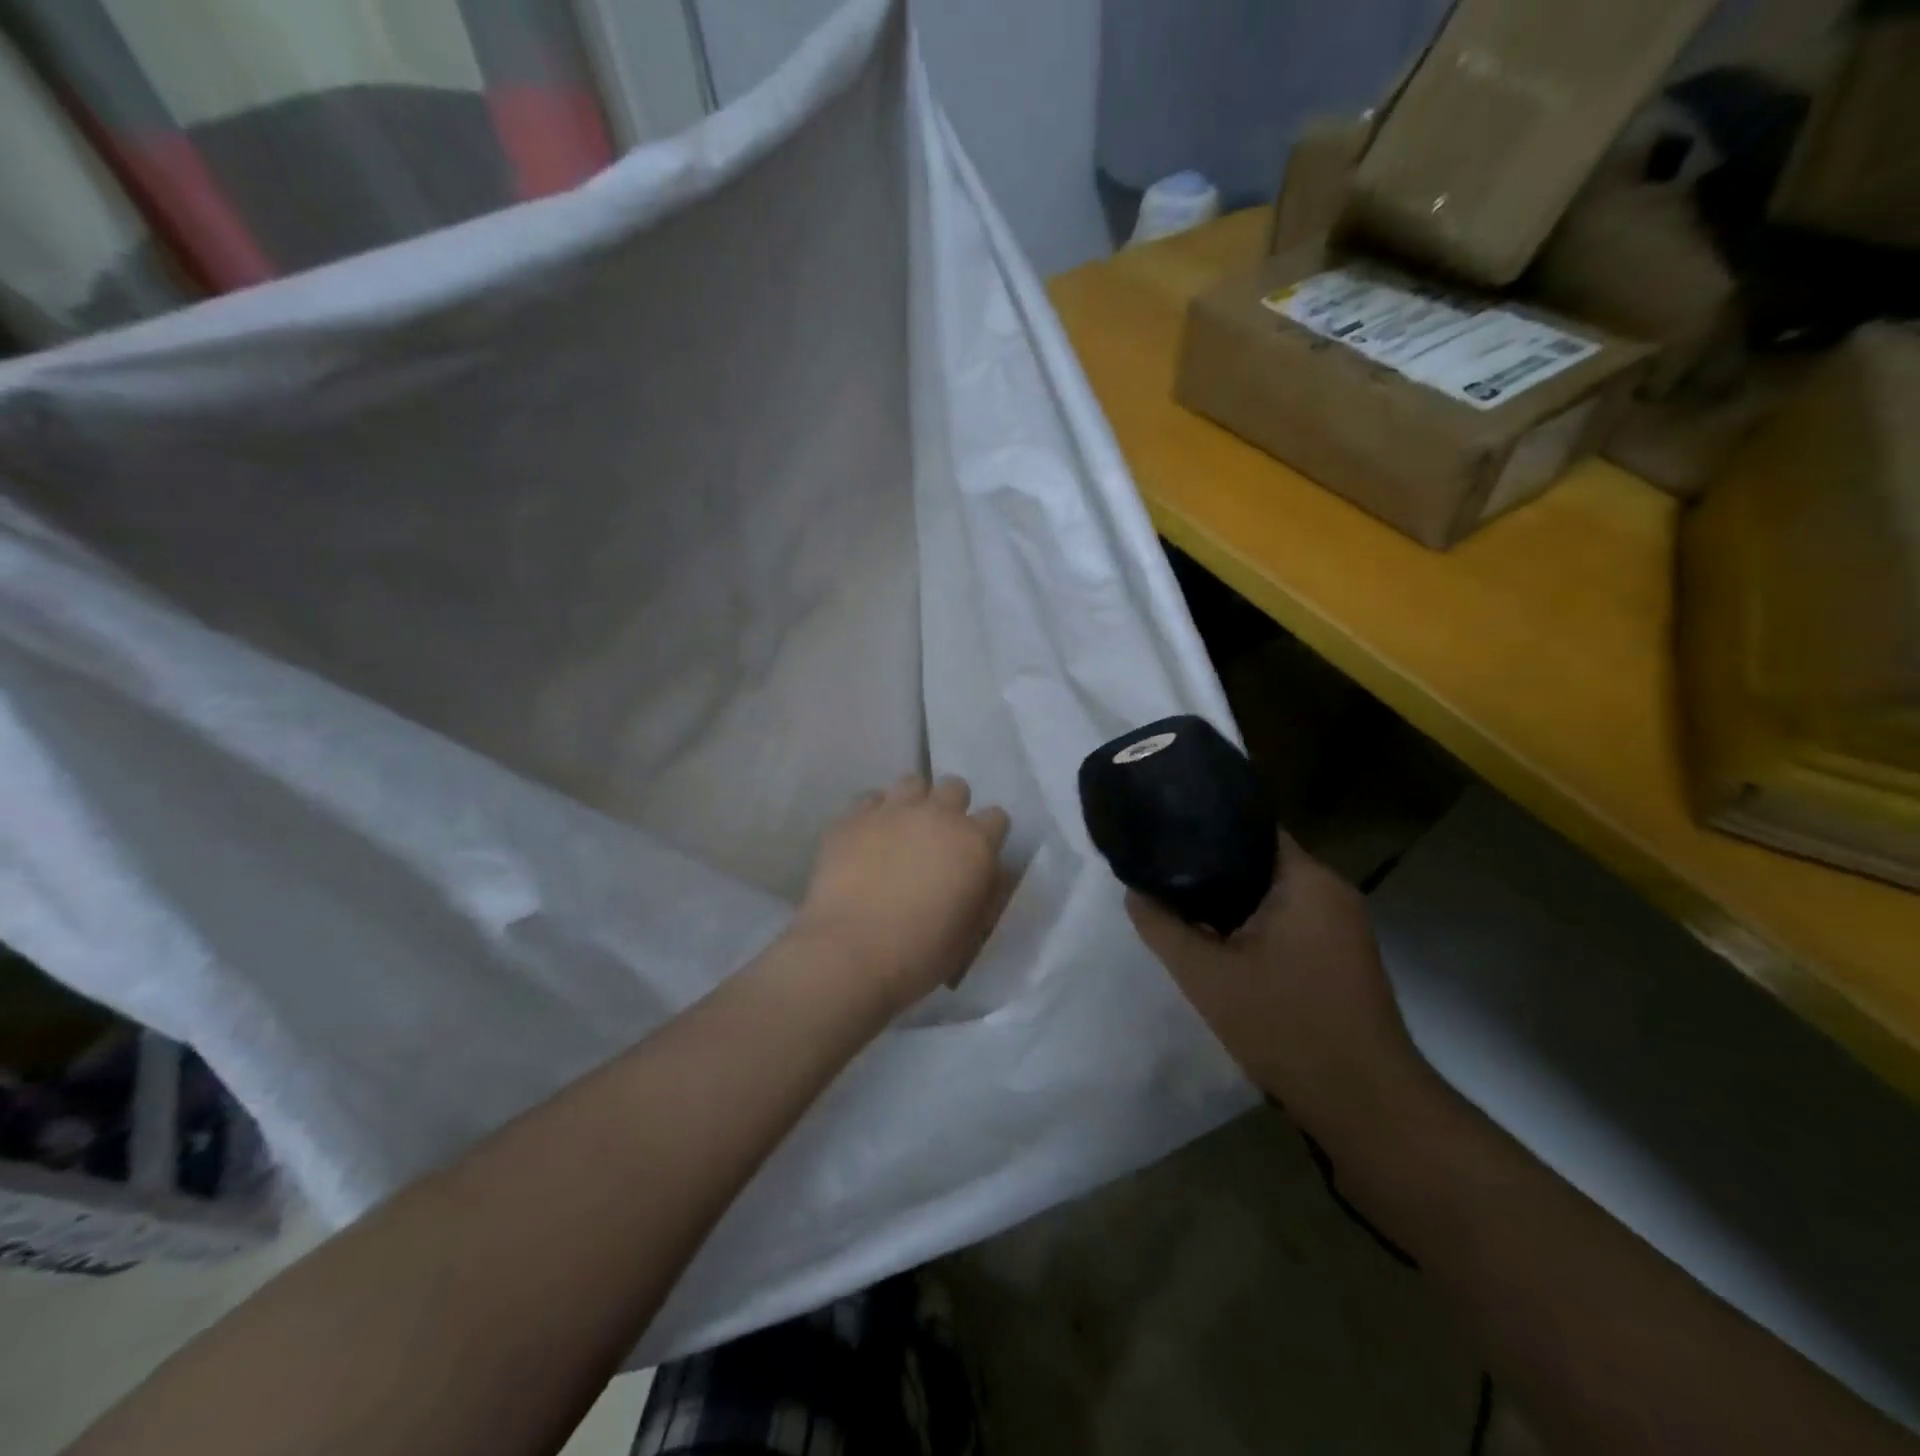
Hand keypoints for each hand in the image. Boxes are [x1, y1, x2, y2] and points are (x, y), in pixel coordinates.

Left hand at [795, 773, 1012, 1012]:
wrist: (849, 952)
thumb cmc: (920, 953)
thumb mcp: (970, 932)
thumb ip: (983, 893)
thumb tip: (986, 874)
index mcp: (974, 843)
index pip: (996, 817)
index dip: (988, 835)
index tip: (976, 855)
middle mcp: (937, 815)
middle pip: (955, 787)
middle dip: (951, 808)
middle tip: (937, 840)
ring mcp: (892, 810)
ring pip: (912, 782)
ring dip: (913, 802)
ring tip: (901, 831)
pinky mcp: (852, 817)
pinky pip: (869, 799)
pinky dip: (873, 814)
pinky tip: (866, 838)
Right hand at [1127, 835, 1432, 1156]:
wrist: (1364, 1105)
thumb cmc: (1286, 1026)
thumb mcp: (1206, 976)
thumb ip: (1162, 927)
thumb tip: (1134, 892)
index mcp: (1307, 880)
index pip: (1250, 828)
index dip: (1205, 828)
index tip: (1165, 837)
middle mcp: (1332, 891)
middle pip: (1259, 861)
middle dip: (1210, 869)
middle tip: (1162, 876)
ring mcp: (1343, 925)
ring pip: (1272, 894)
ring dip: (1230, 901)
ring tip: (1181, 906)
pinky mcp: (1343, 956)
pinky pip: (1289, 921)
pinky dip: (1254, 925)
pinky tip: (1220, 944)